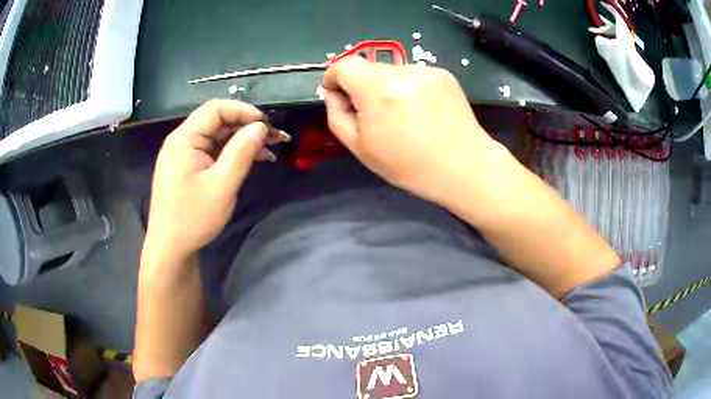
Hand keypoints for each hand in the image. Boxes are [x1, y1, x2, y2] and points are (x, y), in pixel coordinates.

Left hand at [144, 99, 286, 260]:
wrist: (170, 249)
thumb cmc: (193, 218)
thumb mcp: (222, 186)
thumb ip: (241, 152)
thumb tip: (260, 127)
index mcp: (184, 139)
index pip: (216, 109)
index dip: (243, 111)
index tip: (266, 125)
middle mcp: (181, 141)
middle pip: (217, 122)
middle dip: (246, 127)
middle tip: (274, 139)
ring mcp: (183, 155)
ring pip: (216, 137)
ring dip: (241, 141)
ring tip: (268, 151)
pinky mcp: (187, 168)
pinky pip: (211, 152)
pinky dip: (231, 154)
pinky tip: (250, 161)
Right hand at [323, 57, 503, 204]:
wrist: (464, 168)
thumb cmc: (409, 165)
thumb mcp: (360, 147)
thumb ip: (337, 114)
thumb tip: (335, 93)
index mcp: (378, 90)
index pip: (344, 64)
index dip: (335, 78)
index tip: (339, 96)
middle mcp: (402, 71)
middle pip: (368, 68)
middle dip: (363, 87)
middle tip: (376, 116)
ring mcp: (426, 71)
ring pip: (391, 72)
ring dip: (387, 88)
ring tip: (405, 117)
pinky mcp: (443, 74)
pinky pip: (413, 75)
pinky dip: (409, 89)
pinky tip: (423, 112)